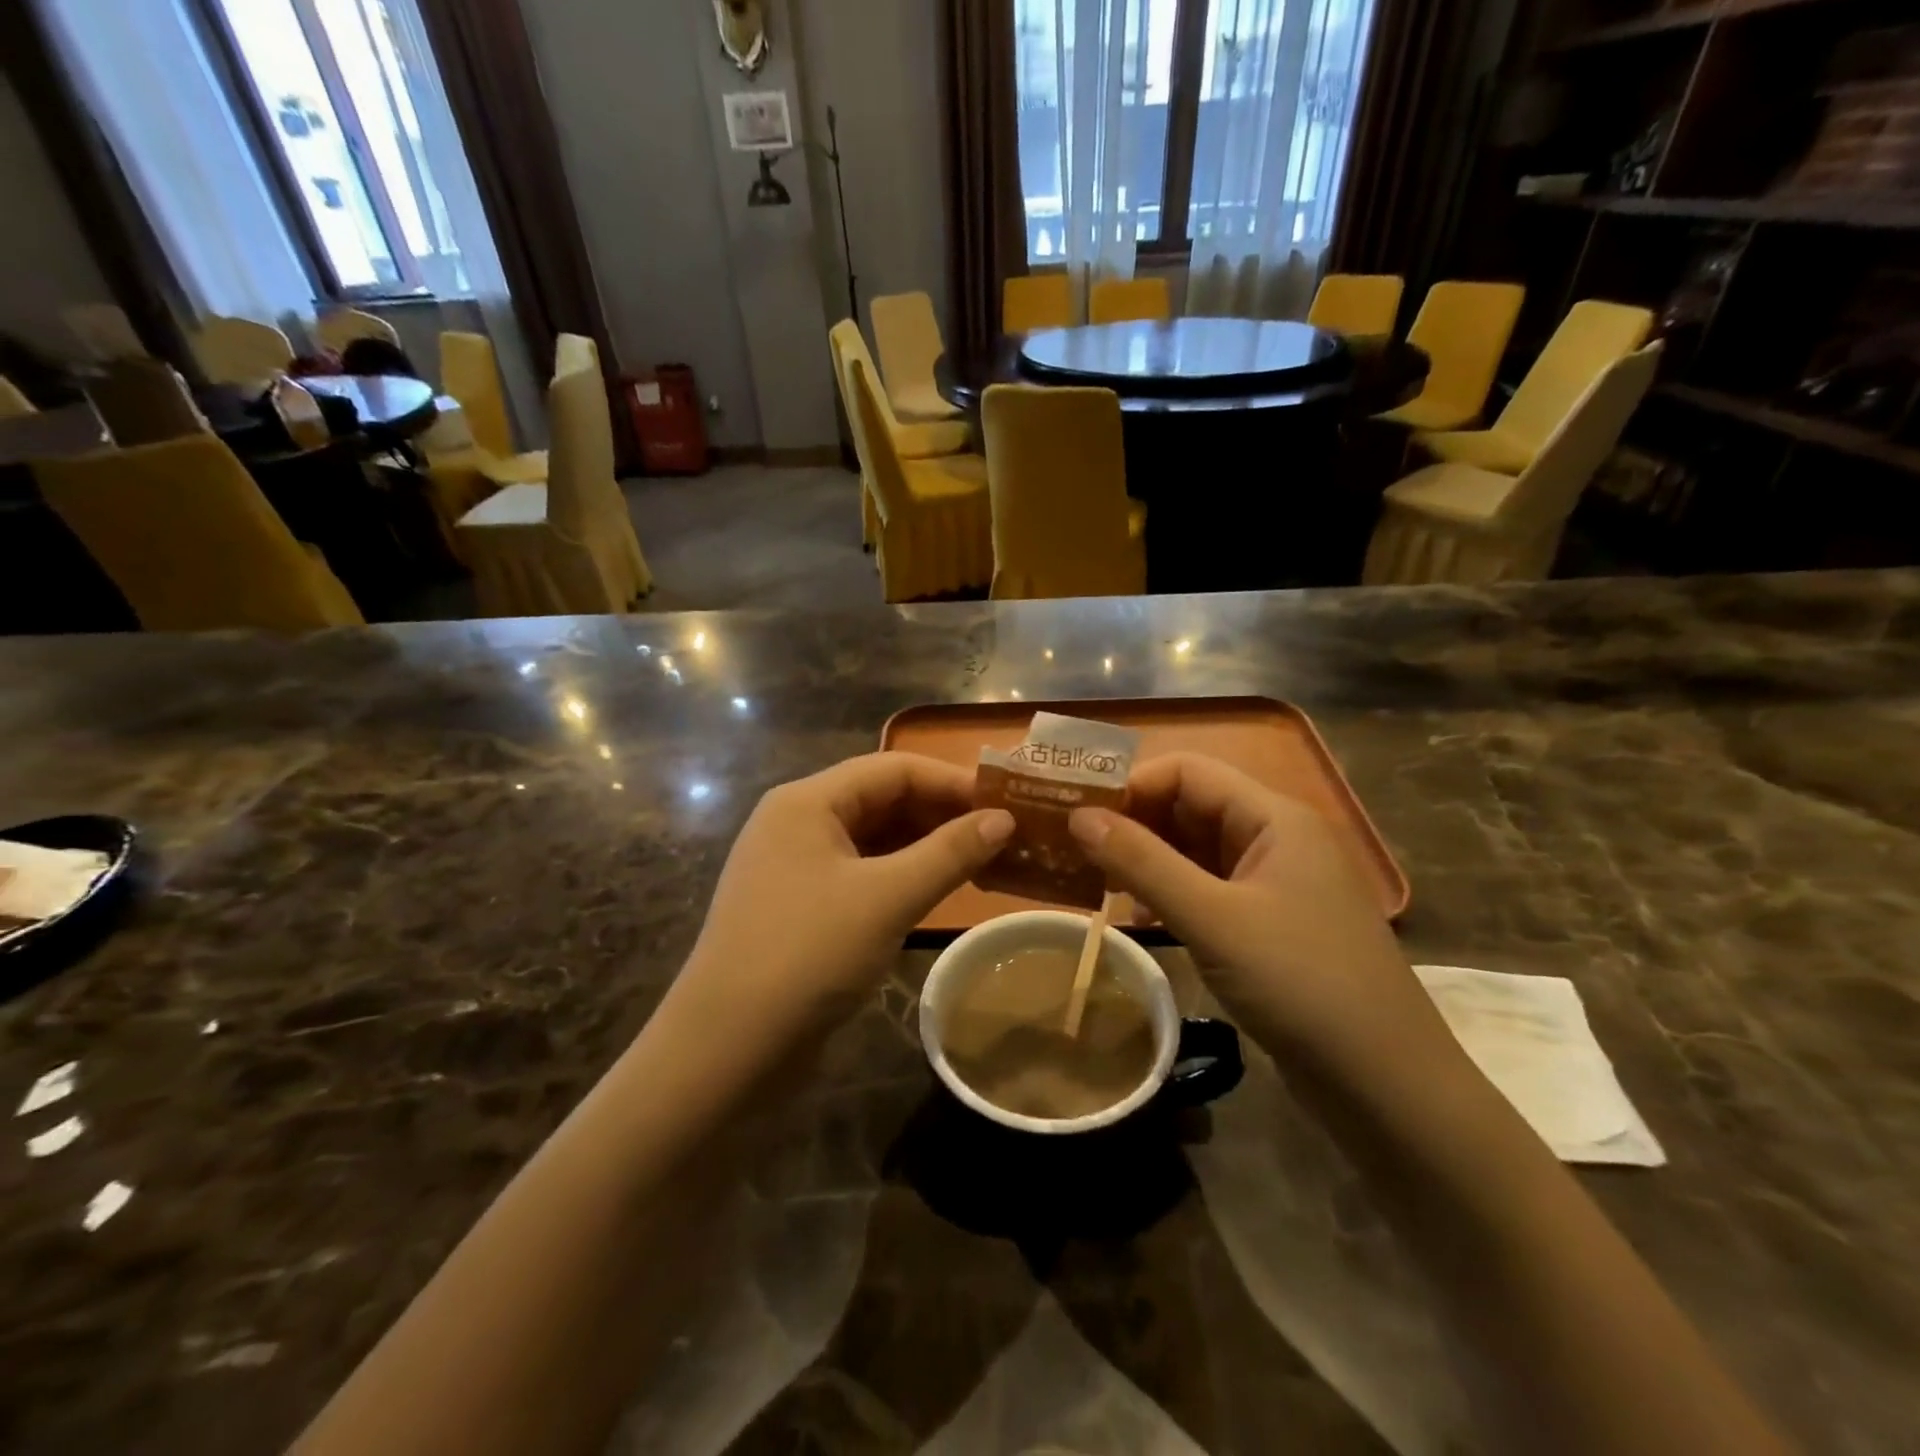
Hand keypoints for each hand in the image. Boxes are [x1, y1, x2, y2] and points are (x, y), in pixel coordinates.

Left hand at [671, 753, 1013, 1059]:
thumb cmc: (807, 956)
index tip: (1005, 803)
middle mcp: (797, 822)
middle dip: (941, 814)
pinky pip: (862, 874)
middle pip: (882, 800)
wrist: (726, 1051)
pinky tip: (938, 891)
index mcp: (807, 802)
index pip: (892, 769)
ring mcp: (796, 867)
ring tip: (982, 862)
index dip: (951, 781)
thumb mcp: (886, 898)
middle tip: (1002, 836)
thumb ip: (949, 853)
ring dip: (926, 847)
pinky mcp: (801, 907)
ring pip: (874, 840)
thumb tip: (1004, 819)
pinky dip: (902, 877)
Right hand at [1069, 752, 1453, 1080]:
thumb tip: (1079, 816)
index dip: (1132, 784)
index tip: (1079, 814)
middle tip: (1075, 849)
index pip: (1189, 771)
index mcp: (1274, 817)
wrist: (1387, 1087)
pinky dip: (1171, 894)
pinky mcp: (1272, 924)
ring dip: (1148, 860)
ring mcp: (1277, 884)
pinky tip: (1138, 917)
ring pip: (1198, 851)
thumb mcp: (1212, 918)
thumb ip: (1142, 862)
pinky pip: (1210, 890)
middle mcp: (1277, 838)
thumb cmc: (1301, 984)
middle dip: (1134, 822)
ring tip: (1093, 881)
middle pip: (1192, 806)